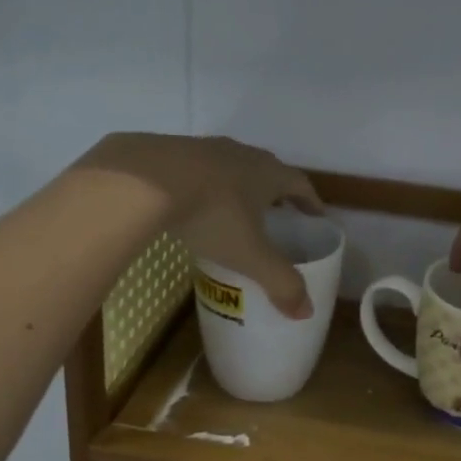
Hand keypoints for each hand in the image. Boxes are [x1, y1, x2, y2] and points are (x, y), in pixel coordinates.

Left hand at [77, 134, 323, 317]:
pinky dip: (203, 184)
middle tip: (278, 214)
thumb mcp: (249, 255)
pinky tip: (191, 203)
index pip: (300, 184)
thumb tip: (306, 312)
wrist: (143, 181)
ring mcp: (204, 148)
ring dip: (238, 185)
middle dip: (276, 192)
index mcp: (268, 173)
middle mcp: (241, 154)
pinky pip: (197, 168)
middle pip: (267, 169)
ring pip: (231, 166)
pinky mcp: (170, 150)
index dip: (310, 202)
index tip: (316, 216)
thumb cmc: (211, 215)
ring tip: (235, 210)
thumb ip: (279, 282)